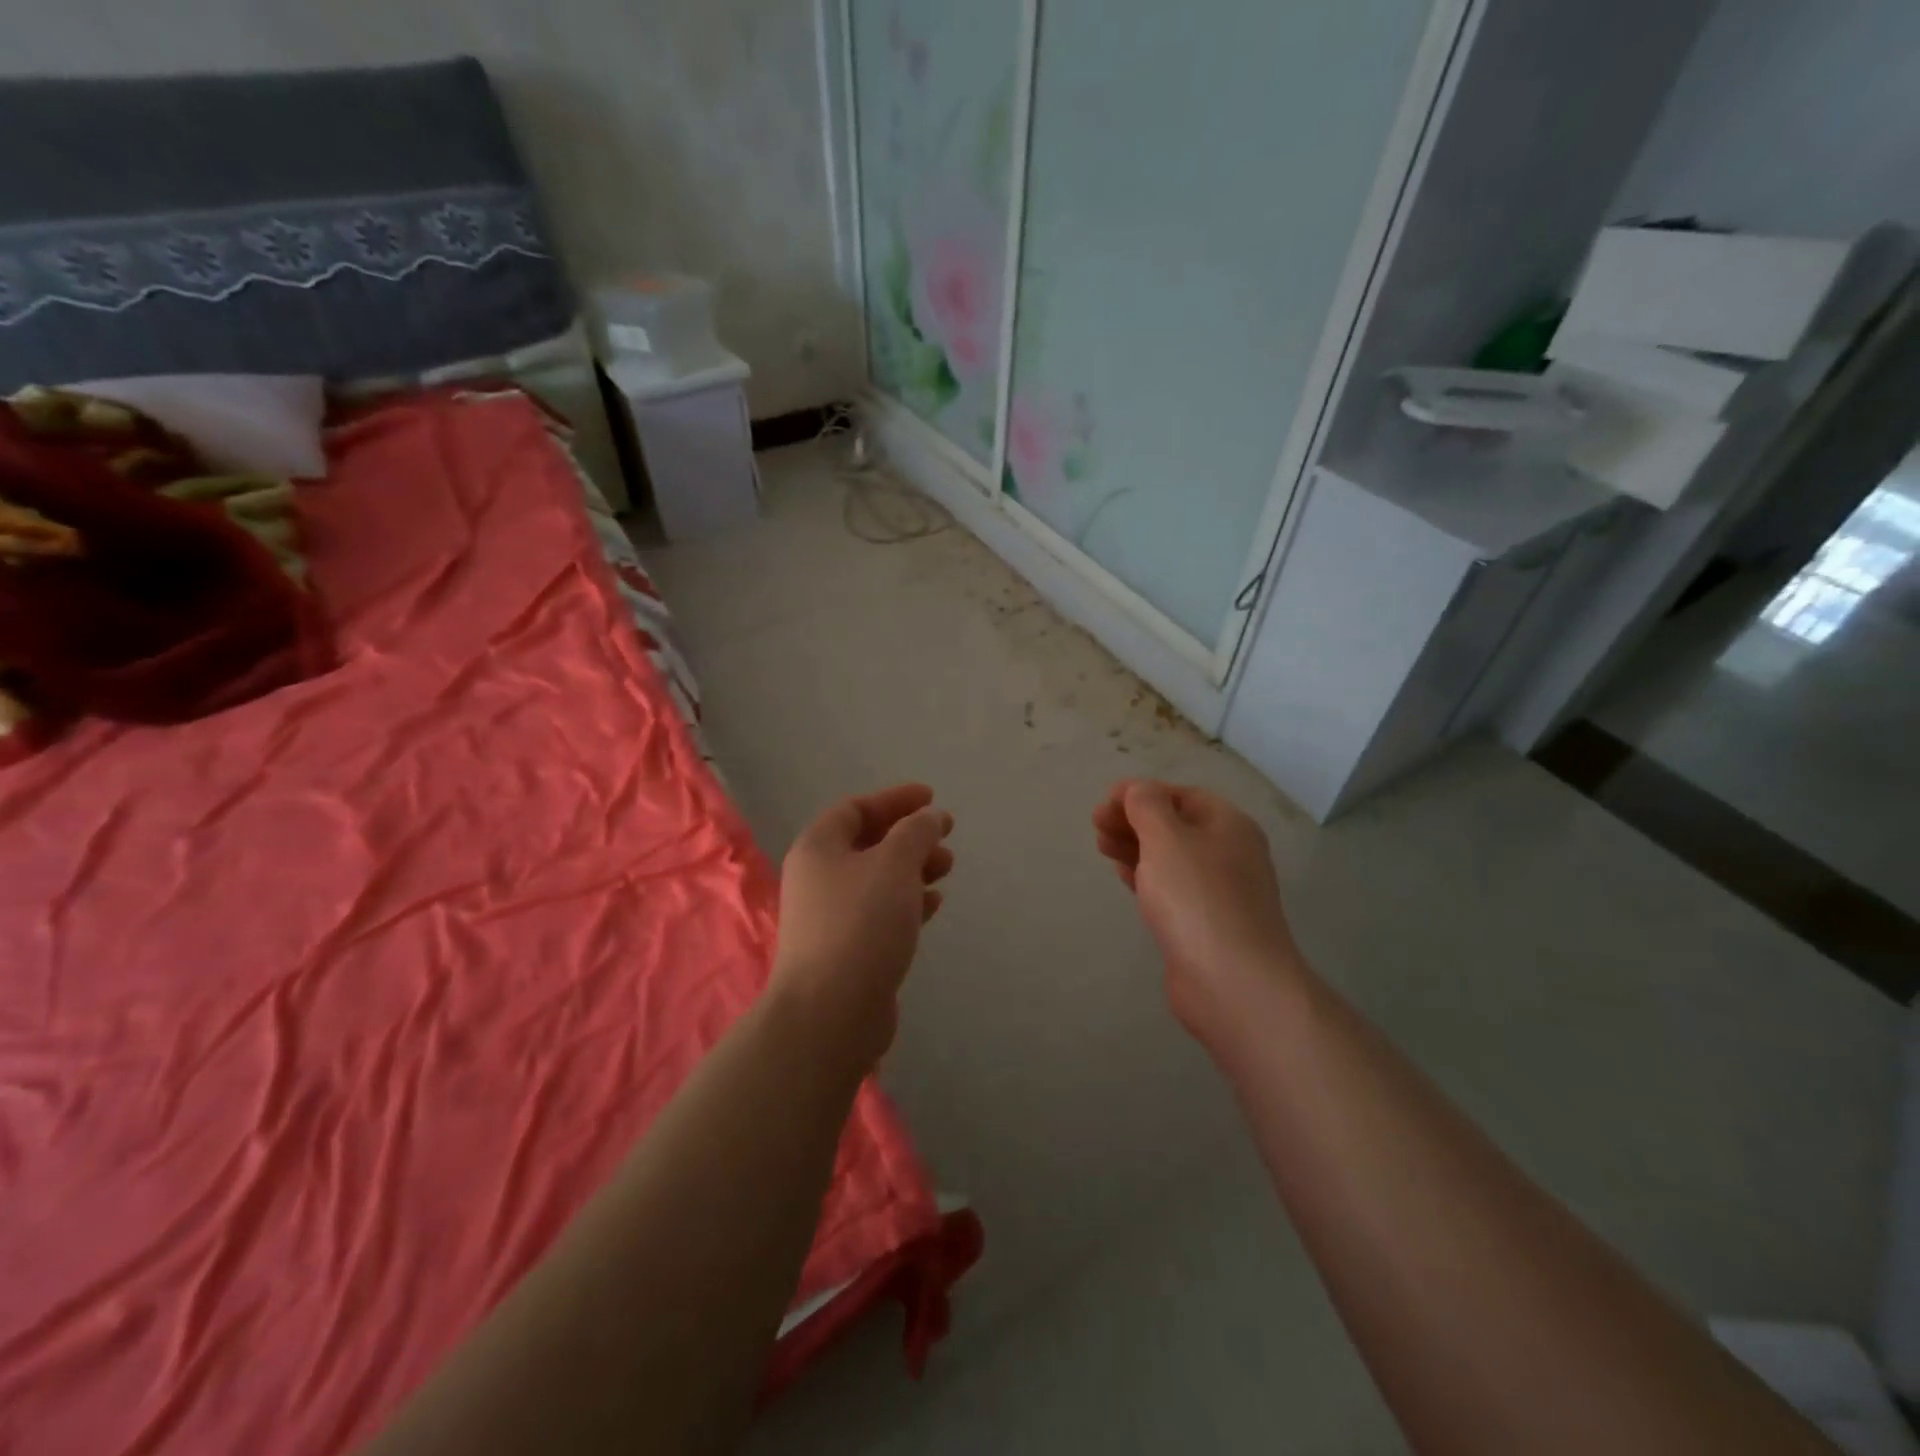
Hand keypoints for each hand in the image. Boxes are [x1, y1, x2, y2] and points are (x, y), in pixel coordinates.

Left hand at [770, 783, 953, 1065]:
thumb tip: (929, 817)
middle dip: (909, 836)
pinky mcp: (847, 950)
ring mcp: (830, 917)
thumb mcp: (894, 864)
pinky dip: (908, 901)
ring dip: (913, 868)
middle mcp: (818, 878)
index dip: (894, 799)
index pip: (856, 809)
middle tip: (945, 837)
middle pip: (868, 844)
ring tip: (947, 866)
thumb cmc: (861, 923)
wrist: (831, 1012)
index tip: (931, 798)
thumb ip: (916, 832)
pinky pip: (881, 912)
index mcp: (819, 848)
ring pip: (878, 879)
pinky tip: (934, 904)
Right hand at [1093, 780, 1300, 1042]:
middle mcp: (1229, 854)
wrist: (1233, 982)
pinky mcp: (1205, 924)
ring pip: (1171, 858)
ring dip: (1136, 847)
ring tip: (1102, 847)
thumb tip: (1138, 790)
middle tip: (1096, 826)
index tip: (1104, 803)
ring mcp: (1219, 892)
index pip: (1181, 795)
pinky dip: (1146, 876)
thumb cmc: (1197, 898)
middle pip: (1176, 826)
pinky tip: (1124, 877)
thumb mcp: (1167, 838)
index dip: (1141, 793)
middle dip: (1134, 820)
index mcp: (1228, 825)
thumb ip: (1147, 806)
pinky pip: (1171, 889)